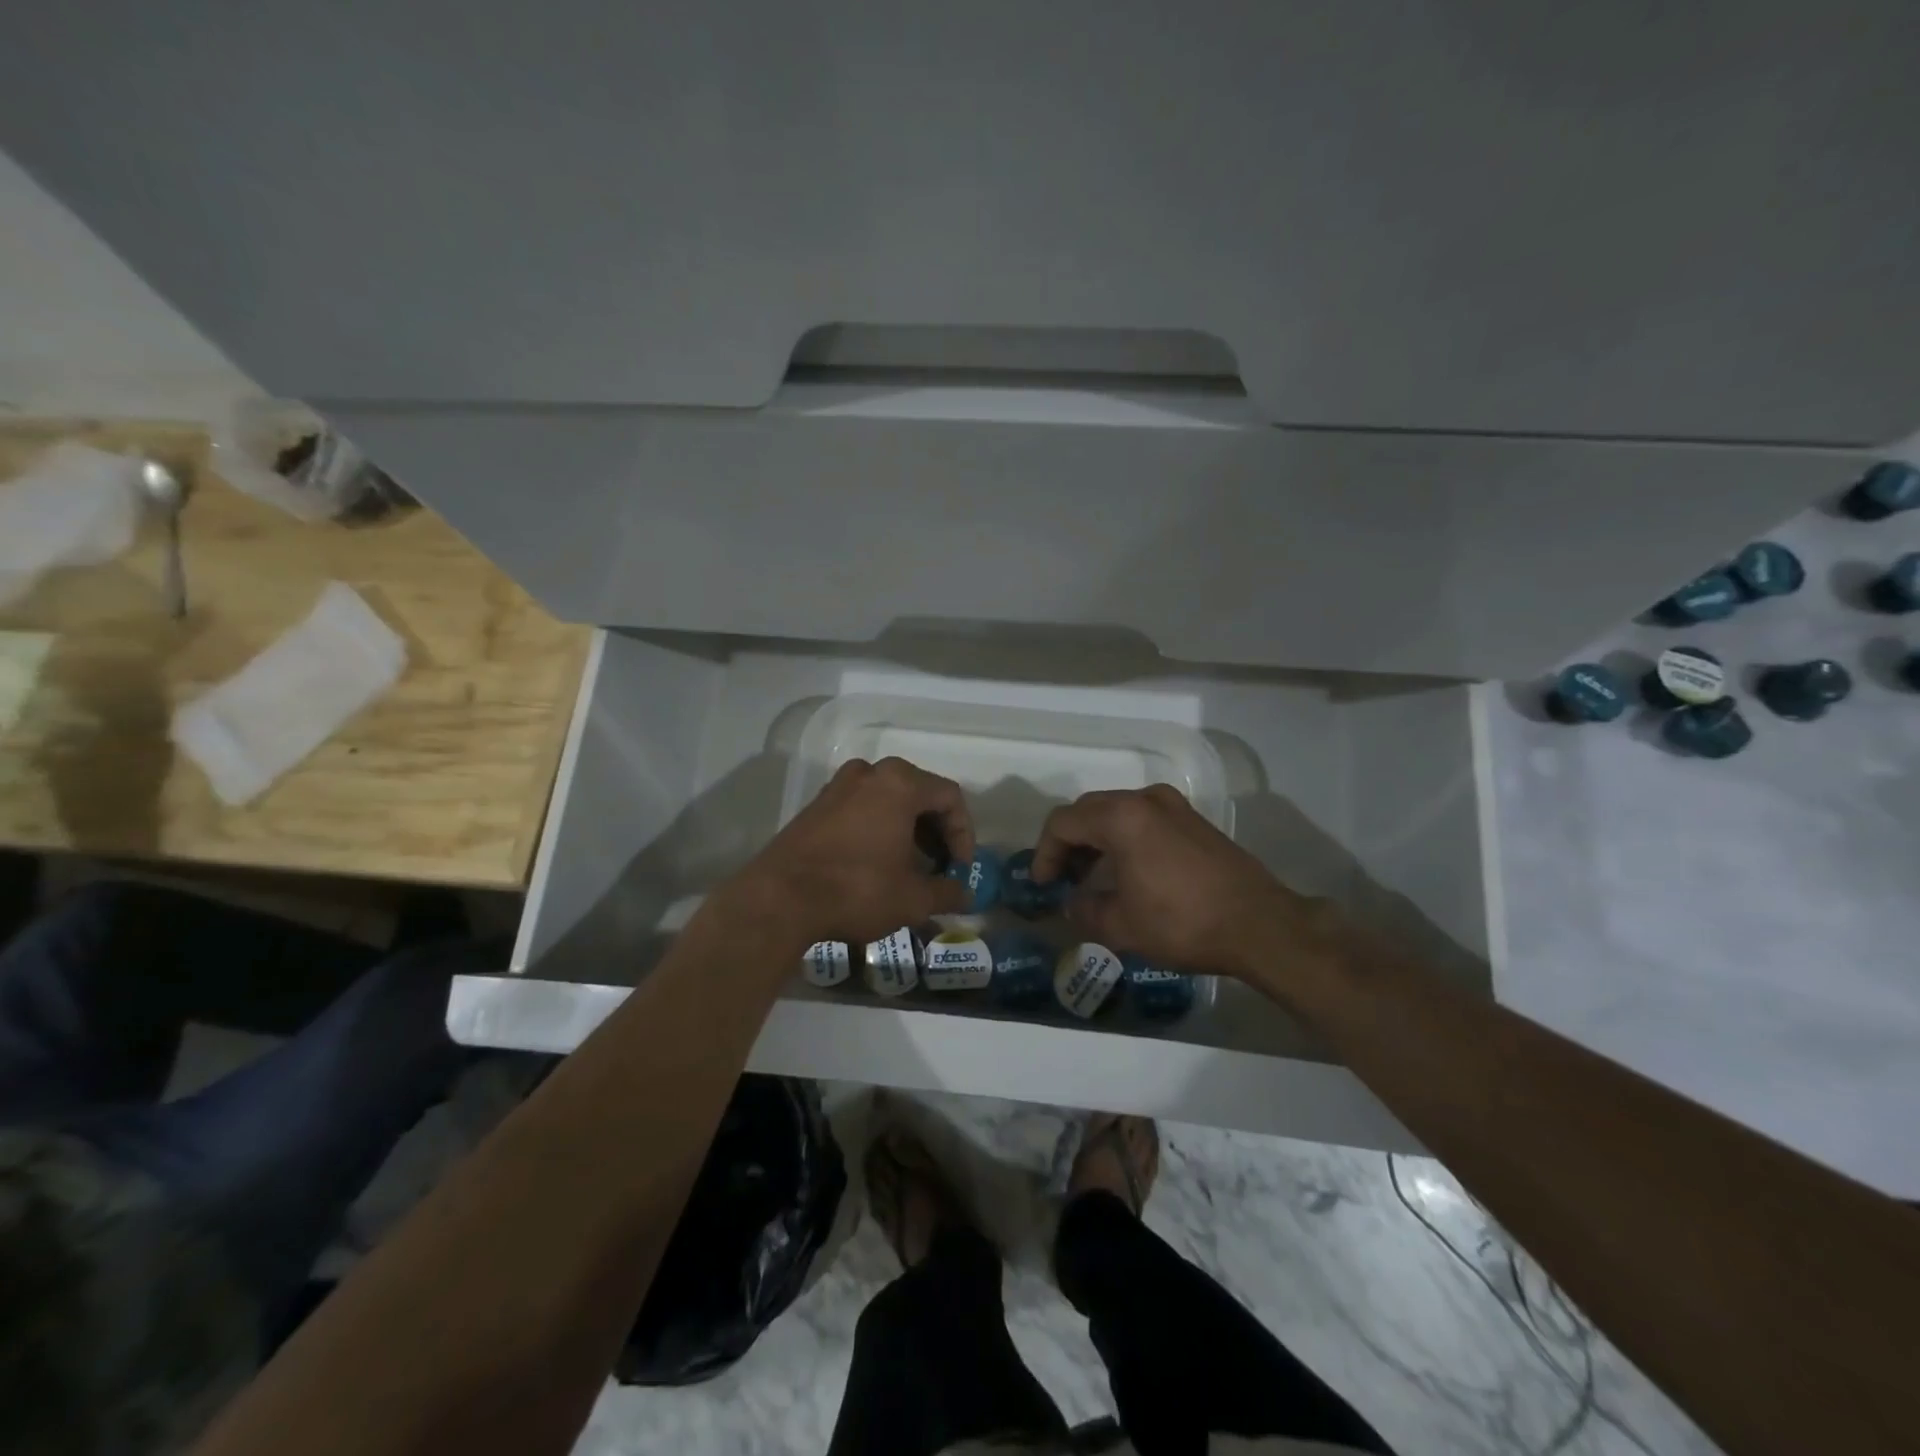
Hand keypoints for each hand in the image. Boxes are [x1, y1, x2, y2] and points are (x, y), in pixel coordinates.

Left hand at [725, 757, 973, 948]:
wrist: (779, 899)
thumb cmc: (856, 890)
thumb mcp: (913, 899)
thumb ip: (947, 893)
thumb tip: (965, 897)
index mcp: (900, 783)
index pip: (950, 797)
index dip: (964, 834)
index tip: (960, 868)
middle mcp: (870, 773)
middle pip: (919, 793)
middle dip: (936, 831)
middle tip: (940, 866)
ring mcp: (838, 786)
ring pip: (889, 800)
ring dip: (908, 830)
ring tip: (910, 867)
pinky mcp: (816, 805)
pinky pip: (862, 808)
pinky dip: (879, 828)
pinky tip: (877, 863)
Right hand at [1032, 785, 1339, 984]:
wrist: (1260, 924)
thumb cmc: (1183, 923)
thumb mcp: (1122, 926)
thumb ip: (1084, 910)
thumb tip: (1072, 904)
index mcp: (1121, 818)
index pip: (1063, 823)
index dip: (1044, 853)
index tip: (1042, 884)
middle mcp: (1145, 800)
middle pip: (1088, 810)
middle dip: (1068, 842)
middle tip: (1062, 878)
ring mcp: (1173, 805)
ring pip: (1116, 811)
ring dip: (1096, 838)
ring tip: (1090, 876)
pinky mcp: (1193, 819)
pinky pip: (1142, 818)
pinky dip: (1123, 836)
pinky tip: (1126, 869)